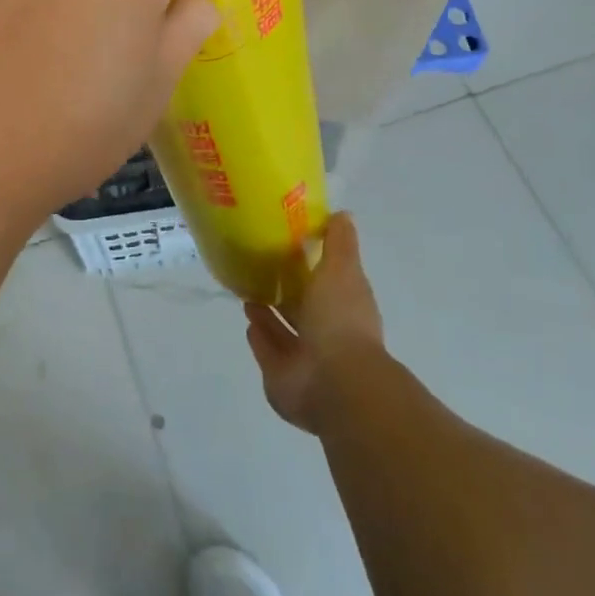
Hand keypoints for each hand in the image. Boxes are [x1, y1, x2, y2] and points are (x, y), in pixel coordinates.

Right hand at [245, 214, 384, 434]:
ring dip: (269, 315)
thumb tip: (342, 214)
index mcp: (346, 306)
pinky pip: (268, 352)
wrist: (334, 381)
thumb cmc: (340, 319)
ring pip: (284, 331)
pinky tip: (248, 322)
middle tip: (260, 268)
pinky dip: (260, 338)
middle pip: (304, 308)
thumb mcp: (342, 269)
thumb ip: (339, 243)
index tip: (289, 245)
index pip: (329, 282)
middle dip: (287, 292)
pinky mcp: (282, 377)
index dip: (312, 265)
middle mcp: (328, 333)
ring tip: (248, 293)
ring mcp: (306, 358)